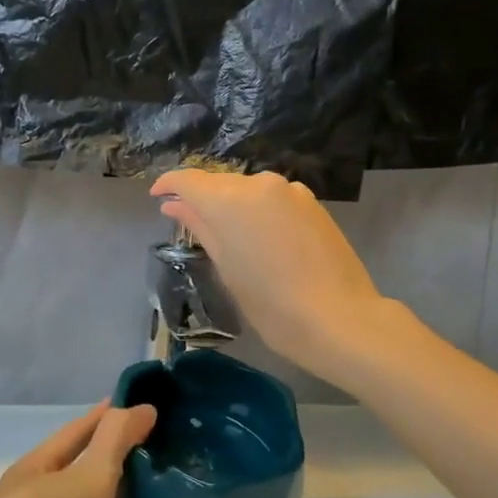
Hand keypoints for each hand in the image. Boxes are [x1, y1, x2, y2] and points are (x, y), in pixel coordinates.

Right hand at [150, 168, 388, 382]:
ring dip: (232, 205)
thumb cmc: (272, 304)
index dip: (169, 185)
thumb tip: (175, 205)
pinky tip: (259, 239)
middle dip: (202, 198)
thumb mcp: (227, 268)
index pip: (189, 179)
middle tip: (188, 223)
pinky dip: (258, 211)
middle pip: (220, 182)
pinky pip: (273, 199)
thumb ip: (200, 228)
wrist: (340, 318)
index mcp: (230, 200)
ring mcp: (291, 191)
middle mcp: (260, 184)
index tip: (157, 197)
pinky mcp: (313, 204)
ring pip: (248, 190)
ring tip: (226, 236)